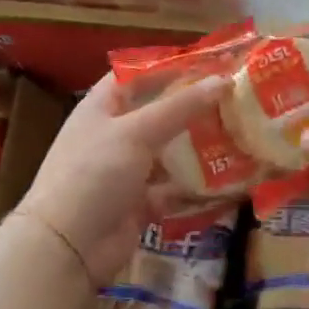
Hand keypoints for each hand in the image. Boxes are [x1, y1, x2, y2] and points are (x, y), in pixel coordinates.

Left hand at [14, 71, 228, 290]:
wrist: (67, 246)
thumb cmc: (94, 173)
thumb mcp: (137, 132)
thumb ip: (180, 107)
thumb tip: (223, 80)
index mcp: (102, 107)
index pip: (136, 75)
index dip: (168, 65)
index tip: (208, 61)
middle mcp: (114, 134)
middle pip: (158, 113)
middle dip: (193, 106)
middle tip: (235, 98)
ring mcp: (126, 170)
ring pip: (169, 151)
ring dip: (199, 145)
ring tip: (240, 132)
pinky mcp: (139, 203)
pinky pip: (173, 188)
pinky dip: (196, 184)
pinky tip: (229, 176)